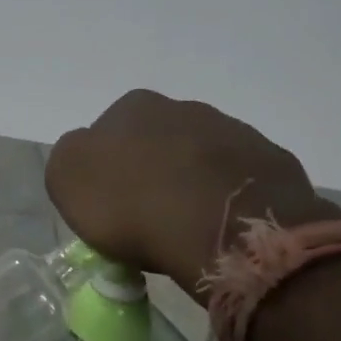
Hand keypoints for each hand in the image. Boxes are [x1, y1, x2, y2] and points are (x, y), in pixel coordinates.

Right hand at [46, 89, 340, 294]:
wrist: (226, 229)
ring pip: (201, 161)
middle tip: (146, 220)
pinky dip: (227, 203)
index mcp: (134, 107)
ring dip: (191, 186)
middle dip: (151, 175)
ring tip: (186, 232)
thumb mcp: (67, 179)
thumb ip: (70, 160)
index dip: (105, 172)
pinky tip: (221, 232)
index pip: (107, 134)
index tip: (108, 208)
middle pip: (157, 144)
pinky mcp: (273, 164)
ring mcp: (235, 133)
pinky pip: (239, 184)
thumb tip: (87, 159)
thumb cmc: (135, 203)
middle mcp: (185, 108)